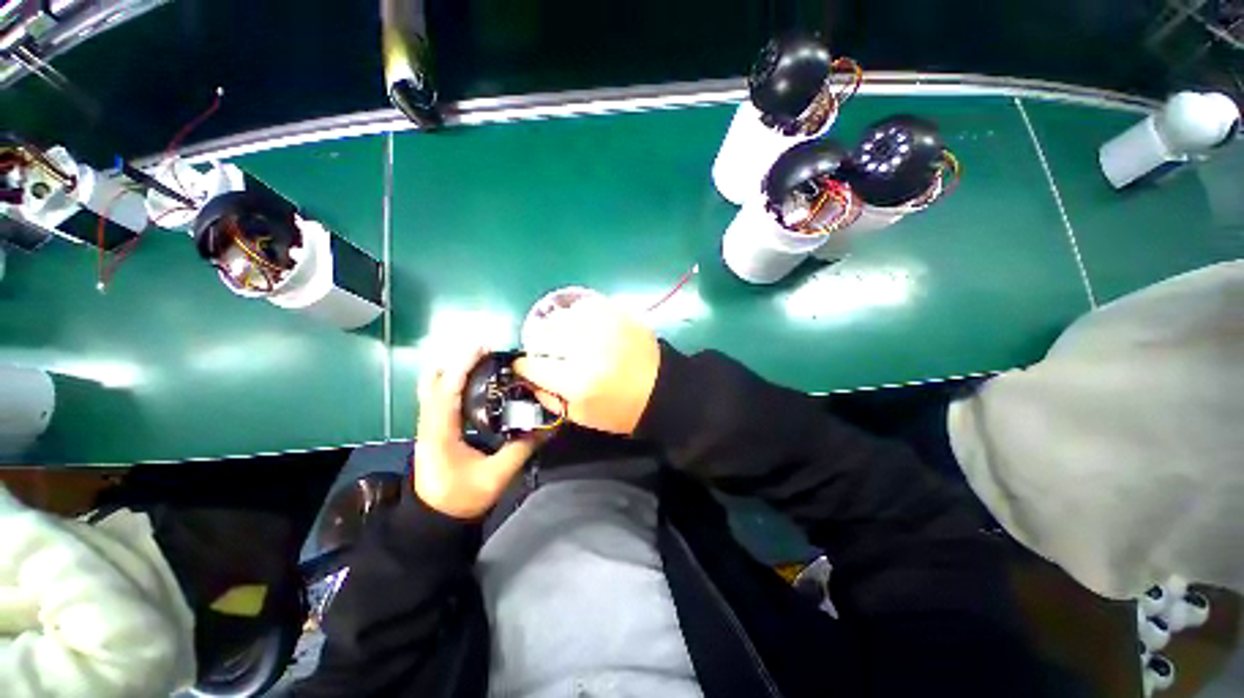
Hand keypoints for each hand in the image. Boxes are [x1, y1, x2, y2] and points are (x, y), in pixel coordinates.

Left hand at [414, 348, 538, 518]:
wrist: (434, 521)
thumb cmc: (461, 499)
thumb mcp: (496, 476)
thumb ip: (521, 449)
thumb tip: (547, 427)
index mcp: (440, 433)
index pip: (447, 391)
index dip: (463, 367)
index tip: (481, 348)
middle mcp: (428, 425)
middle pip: (433, 384)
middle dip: (456, 363)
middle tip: (484, 351)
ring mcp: (427, 427)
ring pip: (432, 389)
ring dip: (453, 371)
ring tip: (479, 360)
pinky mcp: (433, 431)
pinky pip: (437, 399)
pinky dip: (451, 383)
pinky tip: (471, 382)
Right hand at [515, 295, 660, 434]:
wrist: (661, 389)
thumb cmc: (620, 409)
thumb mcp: (582, 416)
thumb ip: (550, 399)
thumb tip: (530, 380)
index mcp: (576, 381)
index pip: (533, 365)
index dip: (525, 365)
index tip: (525, 365)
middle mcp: (586, 350)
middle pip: (544, 334)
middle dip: (540, 343)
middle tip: (549, 351)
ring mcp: (603, 327)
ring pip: (562, 316)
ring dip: (558, 327)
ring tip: (568, 338)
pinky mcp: (618, 314)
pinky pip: (585, 306)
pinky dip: (578, 315)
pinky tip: (584, 326)